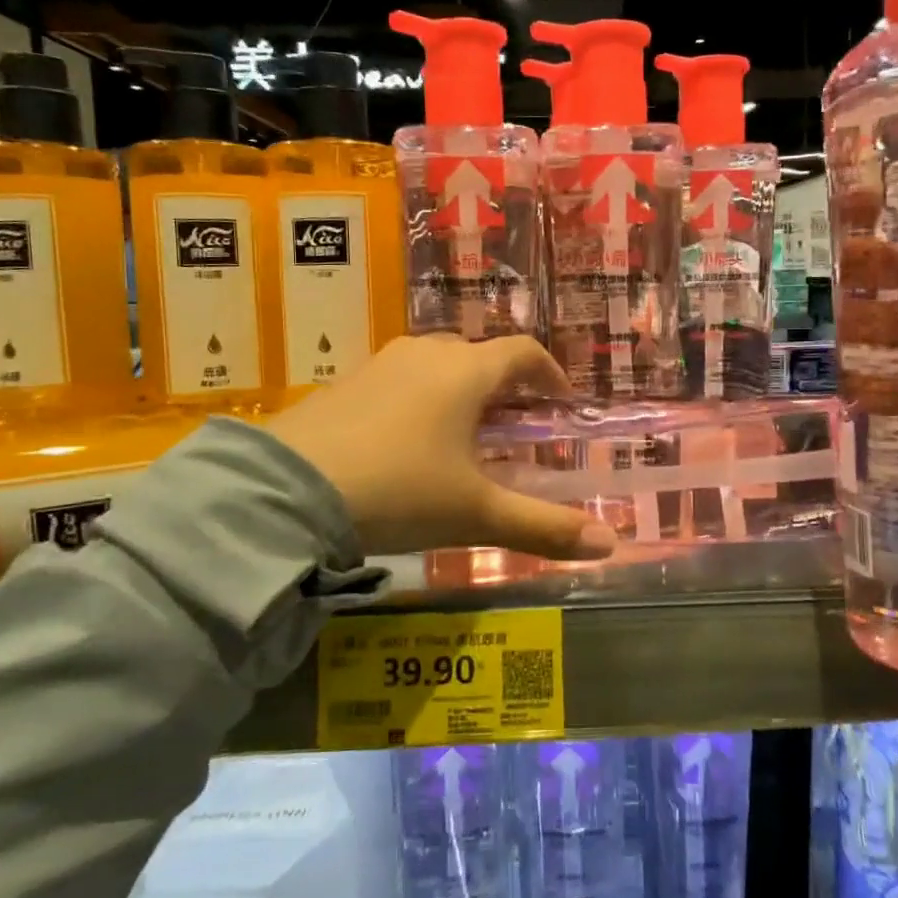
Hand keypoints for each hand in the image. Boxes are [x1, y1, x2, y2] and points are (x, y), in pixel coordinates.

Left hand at [265, 335, 618, 561]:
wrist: (287, 492)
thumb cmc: (400, 491)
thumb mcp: (476, 514)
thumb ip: (545, 528)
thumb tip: (610, 545)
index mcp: (465, 373)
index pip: (522, 353)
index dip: (548, 373)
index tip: (559, 400)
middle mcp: (424, 355)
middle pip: (478, 355)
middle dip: (504, 384)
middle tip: (515, 421)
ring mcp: (379, 365)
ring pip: (434, 365)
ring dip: (459, 389)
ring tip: (464, 431)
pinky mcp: (344, 384)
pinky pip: (397, 379)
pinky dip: (418, 398)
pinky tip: (407, 441)